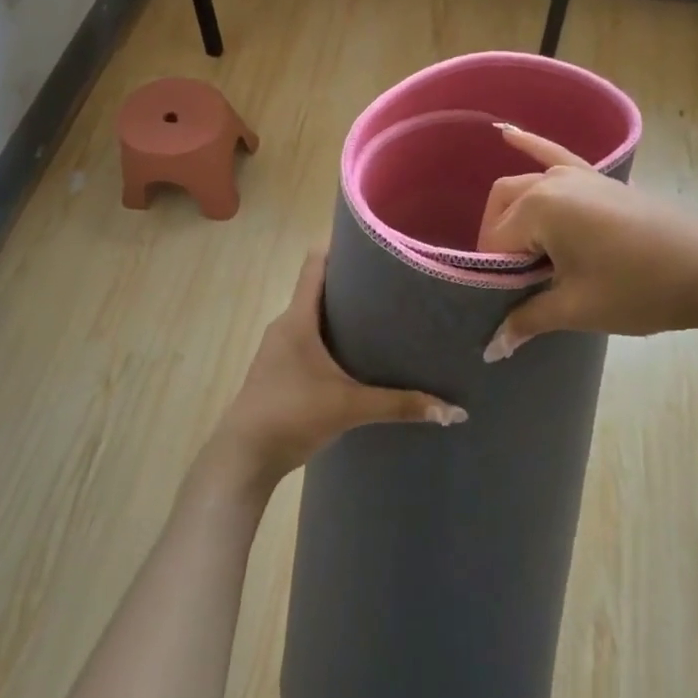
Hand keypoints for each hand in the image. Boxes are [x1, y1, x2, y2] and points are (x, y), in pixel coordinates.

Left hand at [203, 247, 466, 496]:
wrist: (244, 456)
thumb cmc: (291, 414)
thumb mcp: (349, 407)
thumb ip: (399, 405)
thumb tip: (453, 411)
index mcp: (298, 318)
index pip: (315, 263)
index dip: (339, 246)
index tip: (373, 241)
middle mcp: (286, 324)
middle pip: (318, 288)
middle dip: (352, 282)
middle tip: (393, 280)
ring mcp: (280, 348)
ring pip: (315, 316)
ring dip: (343, 312)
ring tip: (383, 314)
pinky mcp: (281, 369)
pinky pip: (310, 338)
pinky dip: (333, 337)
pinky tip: (359, 354)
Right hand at [478, 124, 697, 359]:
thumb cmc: (638, 289)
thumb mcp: (578, 308)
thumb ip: (528, 319)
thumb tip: (492, 348)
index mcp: (539, 208)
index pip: (496, 241)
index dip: (497, 274)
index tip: (510, 301)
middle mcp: (551, 182)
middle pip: (504, 209)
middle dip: (500, 243)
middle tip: (516, 281)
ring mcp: (577, 174)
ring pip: (524, 187)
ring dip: (513, 214)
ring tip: (521, 251)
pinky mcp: (599, 178)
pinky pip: (555, 155)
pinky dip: (530, 144)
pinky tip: (507, 133)